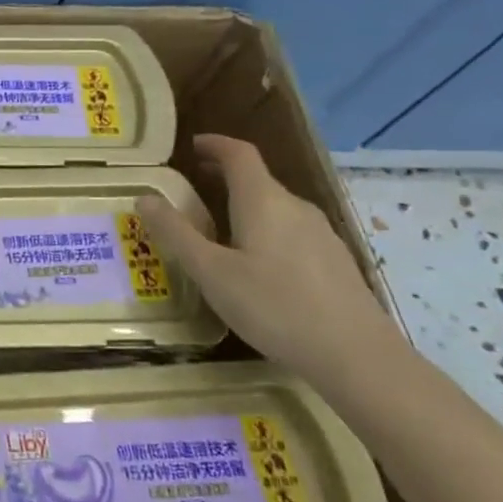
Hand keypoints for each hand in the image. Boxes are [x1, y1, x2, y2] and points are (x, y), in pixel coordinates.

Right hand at [135, 134, 412, 395]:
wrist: (357, 356)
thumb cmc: (274, 307)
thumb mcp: (211, 272)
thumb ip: (176, 233)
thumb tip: (145, 198)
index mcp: (263, 201)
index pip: (239, 154)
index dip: (214, 144)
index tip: (191, 146)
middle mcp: (295, 207)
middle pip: (258, 178)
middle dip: (223, 175)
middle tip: (191, 186)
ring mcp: (320, 234)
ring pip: (275, 206)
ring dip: (244, 204)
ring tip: (217, 226)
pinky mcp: (333, 260)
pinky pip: (290, 230)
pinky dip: (264, 228)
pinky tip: (255, 263)